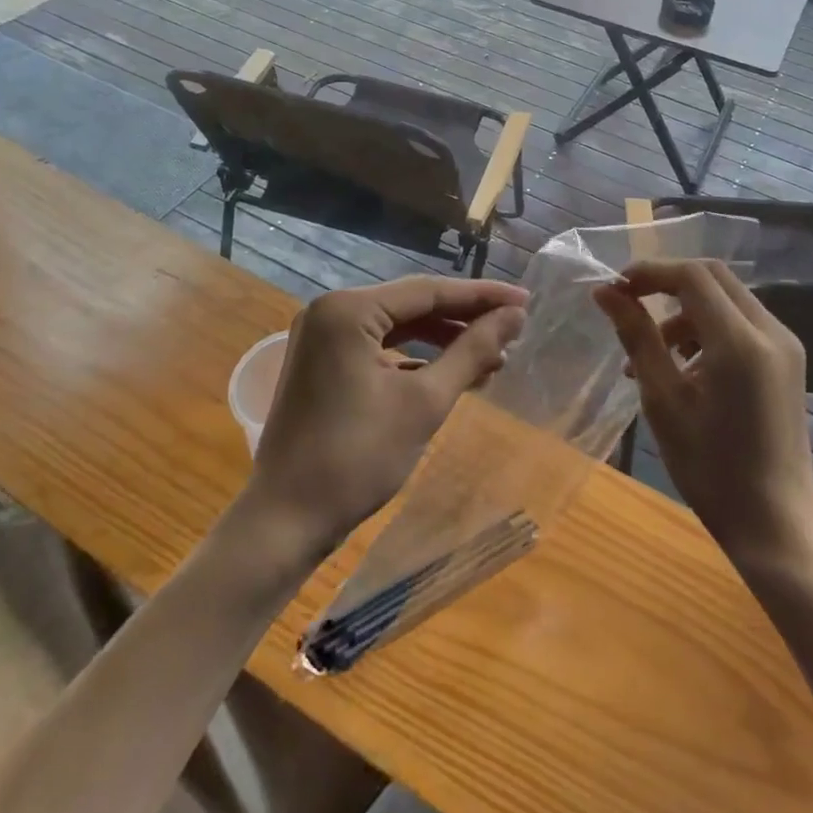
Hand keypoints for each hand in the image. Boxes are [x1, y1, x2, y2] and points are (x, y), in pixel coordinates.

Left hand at [248, 276, 527, 554]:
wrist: (286, 521)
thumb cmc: (358, 458)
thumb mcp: (425, 402)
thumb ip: (471, 351)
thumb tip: (515, 316)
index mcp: (349, 309)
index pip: (428, 291)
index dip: (482, 296)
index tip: (526, 300)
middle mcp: (330, 310)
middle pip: (412, 305)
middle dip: (464, 319)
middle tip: (514, 328)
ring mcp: (322, 337)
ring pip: (397, 326)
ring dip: (443, 340)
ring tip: (492, 357)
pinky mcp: (321, 362)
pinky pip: (379, 346)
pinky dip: (415, 358)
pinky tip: (452, 373)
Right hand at [595, 260, 812, 569]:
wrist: (775, 523)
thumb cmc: (710, 468)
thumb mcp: (664, 400)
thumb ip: (637, 337)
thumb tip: (605, 292)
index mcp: (740, 342)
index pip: (693, 276)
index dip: (650, 272)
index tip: (615, 288)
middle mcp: (770, 331)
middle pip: (714, 277)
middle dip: (668, 283)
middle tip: (629, 305)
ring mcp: (785, 345)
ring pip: (728, 298)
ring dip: (686, 310)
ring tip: (651, 353)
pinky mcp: (788, 361)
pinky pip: (742, 323)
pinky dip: (708, 328)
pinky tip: (684, 366)